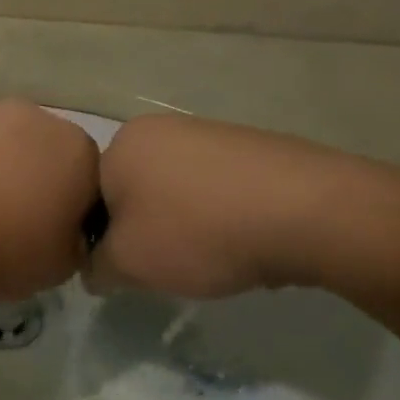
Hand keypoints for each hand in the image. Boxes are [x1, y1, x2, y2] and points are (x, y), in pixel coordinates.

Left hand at [0, 100, 101, 302]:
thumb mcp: (59, 269)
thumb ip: (74, 242)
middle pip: (39, 150)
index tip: (46, 235)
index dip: (68, 208)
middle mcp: (32, 116)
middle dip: (28, 178)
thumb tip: (64, 231)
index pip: (87, 178)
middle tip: (4, 221)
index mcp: (75, 150)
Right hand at [89, 115, 364, 297]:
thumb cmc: (198, 232)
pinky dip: (219, 218)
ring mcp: (210, 133)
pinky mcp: (251, 149)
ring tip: (211, 257)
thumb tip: (97, 269)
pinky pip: (216, 191)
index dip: (104, 242)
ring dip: (183, 227)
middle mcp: (160, 128)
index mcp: (122, 143)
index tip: (128, 271)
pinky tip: (242, 241)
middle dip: (145, 232)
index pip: (91, 200)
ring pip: (176, 194)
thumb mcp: (128, 264)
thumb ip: (97, 268)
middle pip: (134, 194)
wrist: (307, 212)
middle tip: (168, 267)